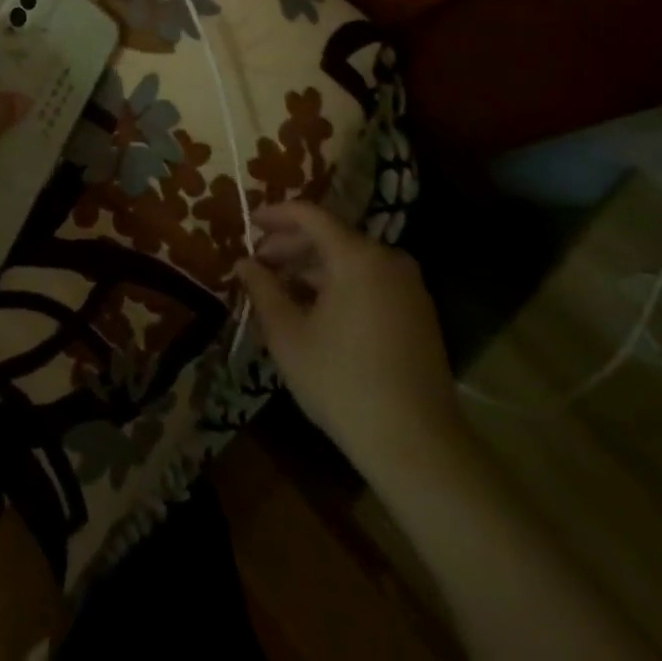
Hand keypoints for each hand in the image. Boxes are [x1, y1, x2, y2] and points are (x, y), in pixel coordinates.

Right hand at [236, 201, 466, 479]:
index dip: (276, 215)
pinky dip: (338, 286)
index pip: (310, 215)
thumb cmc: (343, 383)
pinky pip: (369, 283)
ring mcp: (408, 287)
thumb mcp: (289, 336)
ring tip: (280, 290)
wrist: (418, 446)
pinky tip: (314, 311)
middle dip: (291, 247)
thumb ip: (263, 290)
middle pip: (331, 237)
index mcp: (357, 256)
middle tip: (259, 263)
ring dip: (312, 269)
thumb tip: (243, 263)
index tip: (250, 223)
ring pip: (350, 262)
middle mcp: (387, 260)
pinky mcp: (418, 314)